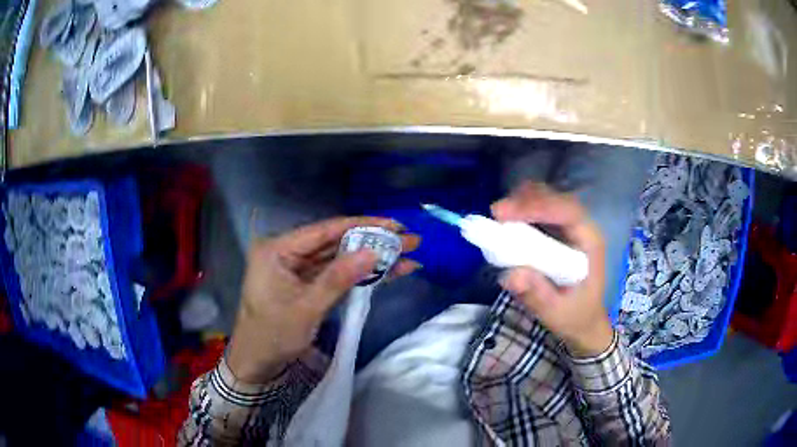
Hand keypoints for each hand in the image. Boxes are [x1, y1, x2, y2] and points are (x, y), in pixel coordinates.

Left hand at [227, 217, 420, 382]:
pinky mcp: (308, 284)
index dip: (361, 225)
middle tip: (408, 239)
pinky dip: (360, 275)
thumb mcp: (306, 308)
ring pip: (340, 258)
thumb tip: (373, 252)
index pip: (324, 230)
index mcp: (278, 249)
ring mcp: (299, 269)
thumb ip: (338, 278)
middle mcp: (288, 252)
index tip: (393, 224)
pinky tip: (388, 272)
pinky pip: (337, 274)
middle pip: (335, 242)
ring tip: (407, 254)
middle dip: (372, 242)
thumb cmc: (273, 335)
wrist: (258, 363)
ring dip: (371, 258)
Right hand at [492, 182, 612, 356]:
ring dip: (522, 202)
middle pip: (555, 199)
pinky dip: (522, 210)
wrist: (584, 321)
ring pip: (547, 200)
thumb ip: (536, 295)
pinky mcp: (558, 231)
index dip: (537, 207)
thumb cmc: (575, 316)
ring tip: (499, 217)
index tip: (505, 214)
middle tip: (497, 214)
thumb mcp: (556, 312)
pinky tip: (507, 221)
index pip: (567, 212)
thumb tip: (510, 276)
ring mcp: (570, 228)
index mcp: (590, 242)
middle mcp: (582, 228)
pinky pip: (540, 210)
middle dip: (526, 201)